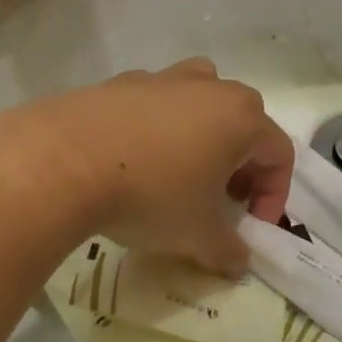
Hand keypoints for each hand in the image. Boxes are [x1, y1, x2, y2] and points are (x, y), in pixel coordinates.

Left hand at [33, 59, 292, 275]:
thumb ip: (228, 251)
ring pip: (200, 102)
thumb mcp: (198, 236)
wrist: (62, 162)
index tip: (251, 227)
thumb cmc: (151, 195)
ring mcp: (162, 78)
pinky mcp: (119, 82)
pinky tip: (133, 162)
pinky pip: (155, 105)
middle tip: (222, 199)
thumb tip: (237, 263)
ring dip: (203, 136)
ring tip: (182, 172)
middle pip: (244, 122)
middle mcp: (209, 87)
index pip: (278, 155)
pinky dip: (157, 129)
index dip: (273, 196)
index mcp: (241, 117)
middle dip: (241, 165)